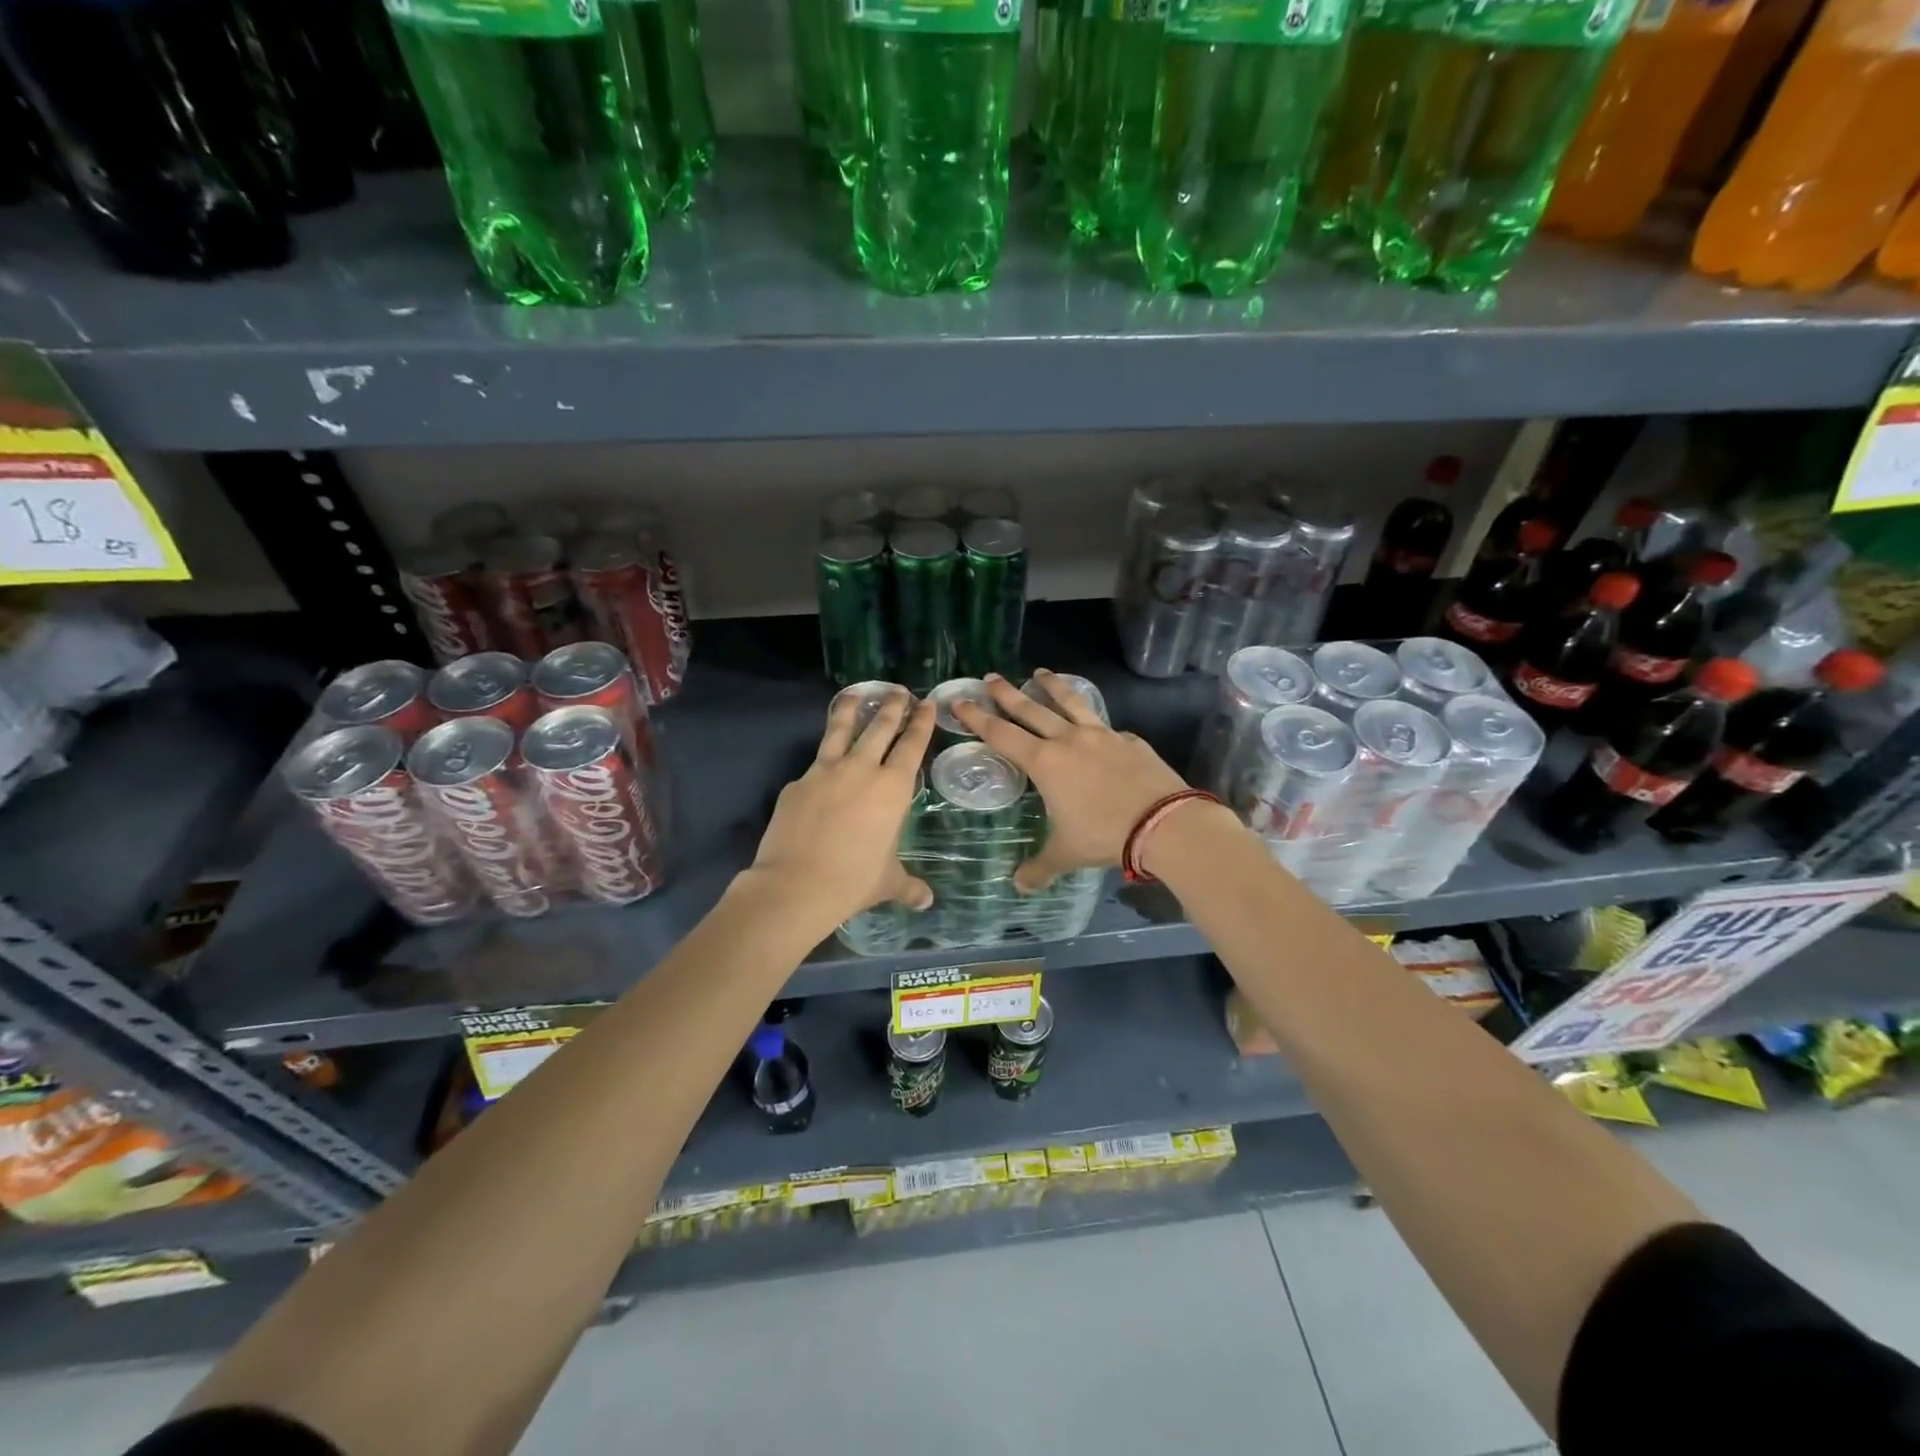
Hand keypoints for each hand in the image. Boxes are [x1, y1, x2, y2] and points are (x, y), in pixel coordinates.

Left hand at [748, 687, 935, 930]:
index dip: (921, 723)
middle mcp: (861, 769)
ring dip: (852, 709)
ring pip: (841, 729)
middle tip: (899, 691)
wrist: (796, 885)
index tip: (926, 703)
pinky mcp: (798, 782)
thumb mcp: (888, 883)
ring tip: (857, 693)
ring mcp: (825, 771)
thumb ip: (909, 887)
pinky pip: (815, 761)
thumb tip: (926, 901)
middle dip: (892, 707)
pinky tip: (822, 758)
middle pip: (880, 728)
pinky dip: (823, 753)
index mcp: (892, 788)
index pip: (912, 745)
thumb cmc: (854, 881)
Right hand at [953, 670, 1187, 890]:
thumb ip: (1040, 867)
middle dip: (1007, 693)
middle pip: (1031, 709)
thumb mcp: (1066, 853)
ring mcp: (1101, 735)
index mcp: (1045, 762)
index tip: (961, 701)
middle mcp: (1069, 740)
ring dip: (1052, 686)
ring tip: (1041, 672)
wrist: (1164, 822)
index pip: (1002, 734)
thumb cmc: (1104, 834)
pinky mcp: (1129, 739)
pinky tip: (1094, 724)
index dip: (978, 717)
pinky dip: (1092, 719)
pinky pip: (1104, 724)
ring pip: (1070, 702)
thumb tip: (1018, 885)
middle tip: (990, 676)